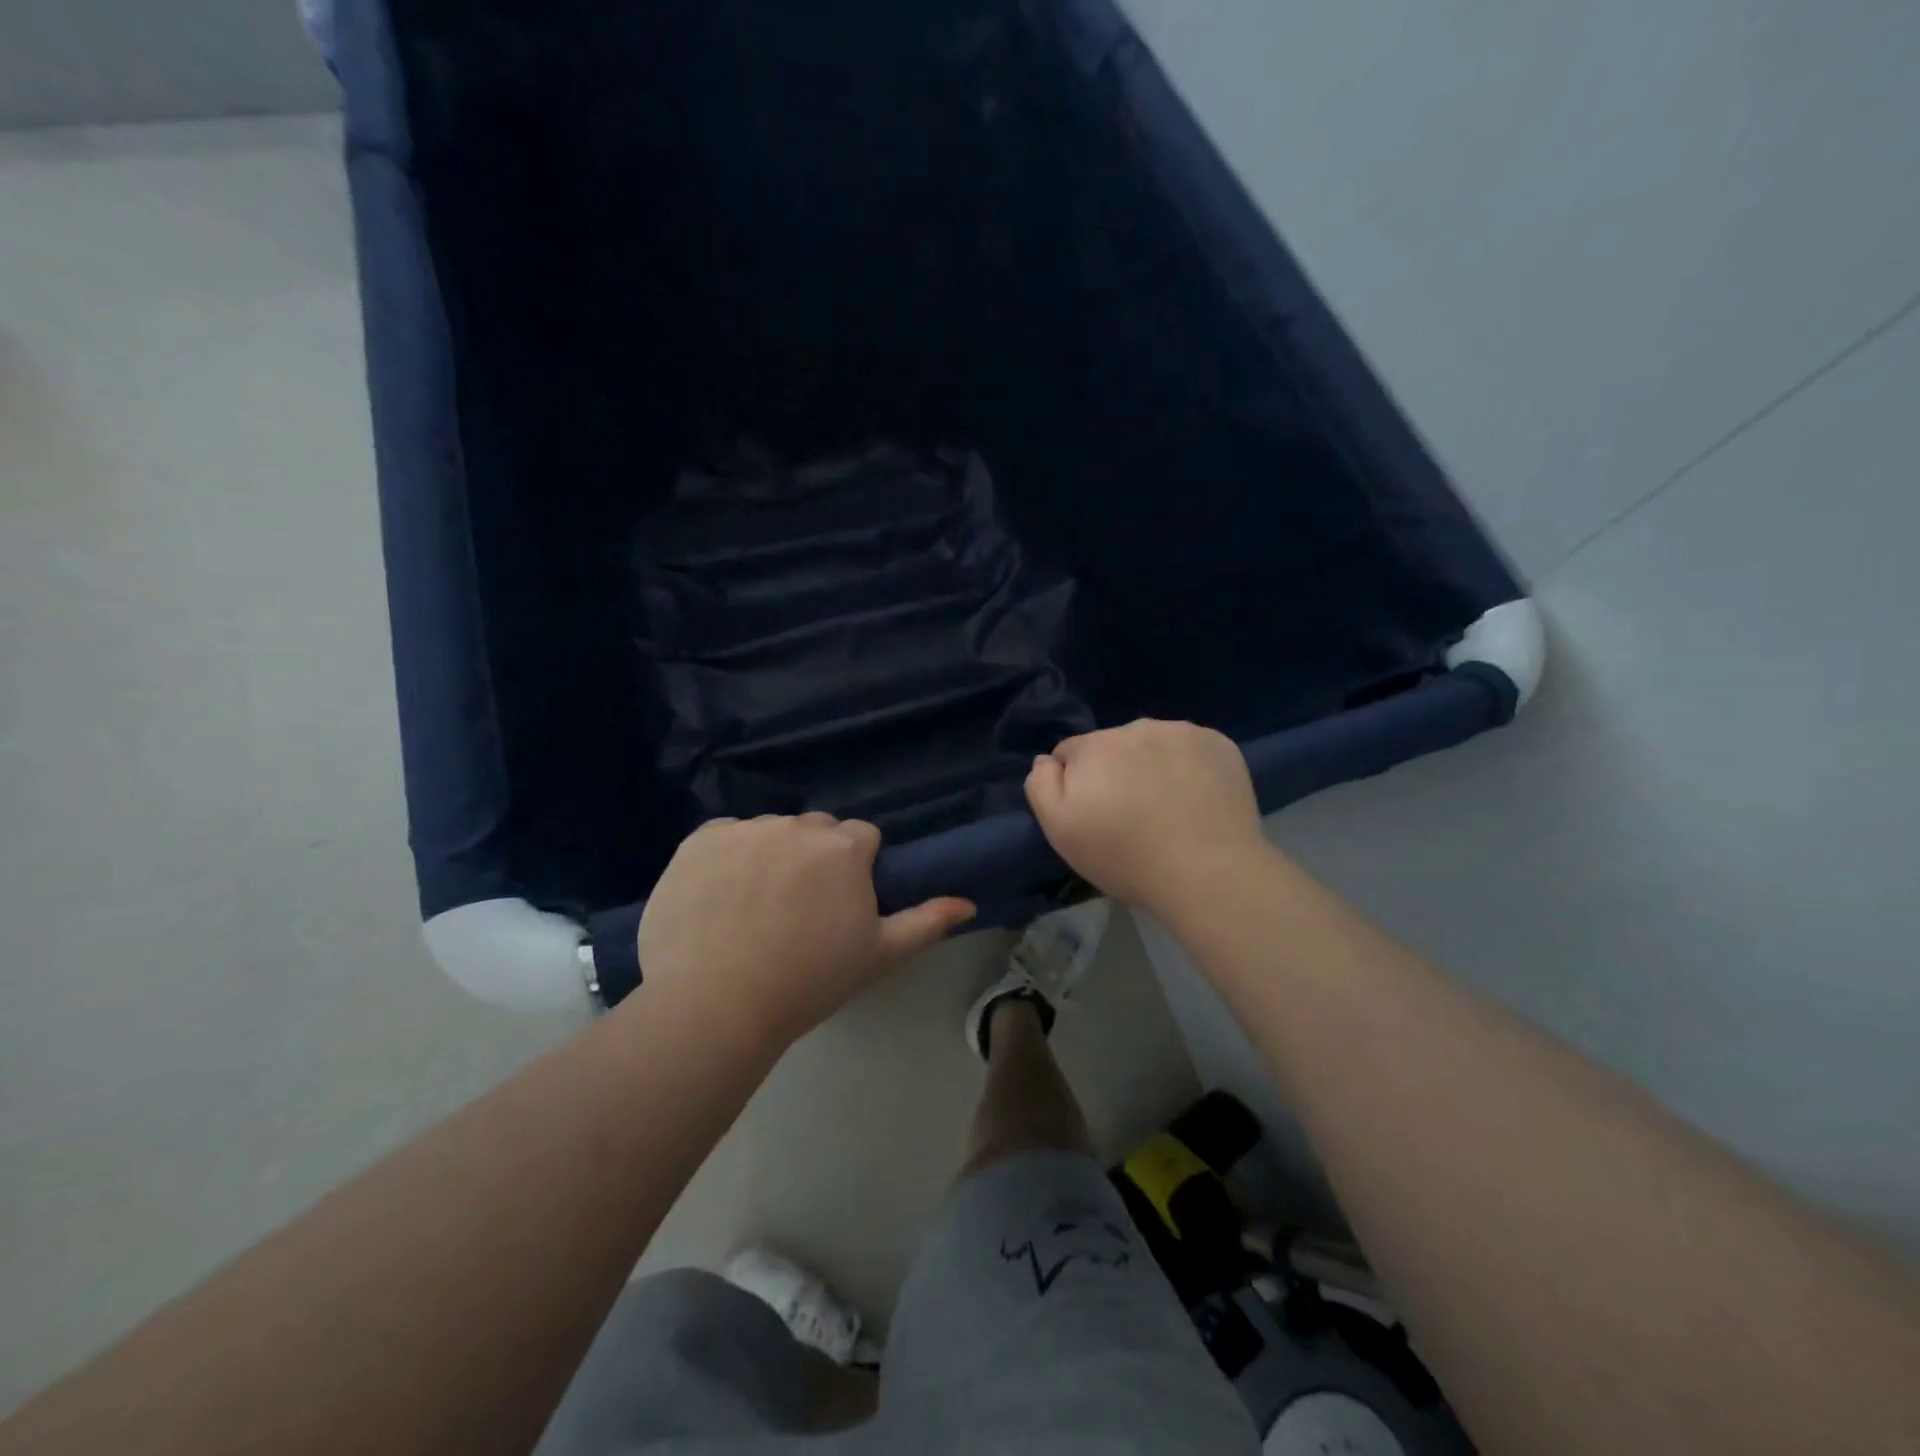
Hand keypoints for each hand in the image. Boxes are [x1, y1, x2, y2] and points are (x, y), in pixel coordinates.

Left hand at [636, 814, 975, 1048]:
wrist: (717, 1004)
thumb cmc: (810, 980)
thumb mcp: (880, 955)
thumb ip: (927, 922)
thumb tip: (968, 902)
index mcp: (845, 848)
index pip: (862, 838)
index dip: (856, 870)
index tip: (841, 905)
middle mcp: (797, 826)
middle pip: (816, 831)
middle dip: (816, 858)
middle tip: (800, 909)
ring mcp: (745, 830)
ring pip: (771, 832)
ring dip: (772, 855)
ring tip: (754, 908)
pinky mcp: (699, 841)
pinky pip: (725, 837)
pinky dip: (727, 857)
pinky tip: (719, 897)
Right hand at [1025, 720, 1268, 912]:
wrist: (1208, 872)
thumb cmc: (1125, 856)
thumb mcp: (1060, 830)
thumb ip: (1041, 785)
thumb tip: (1047, 759)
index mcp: (1093, 746)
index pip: (1069, 752)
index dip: (1076, 783)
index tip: (1093, 815)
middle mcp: (1136, 727)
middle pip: (1112, 745)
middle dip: (1114, 771)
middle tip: (1130, 815)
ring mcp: (1182, 732)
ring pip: (1153, 743)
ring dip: (1152, 765)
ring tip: (1167, 808)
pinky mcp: (1220, 744)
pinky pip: (1191, 748)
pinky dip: (1189, 766)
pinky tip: (1196, 799)